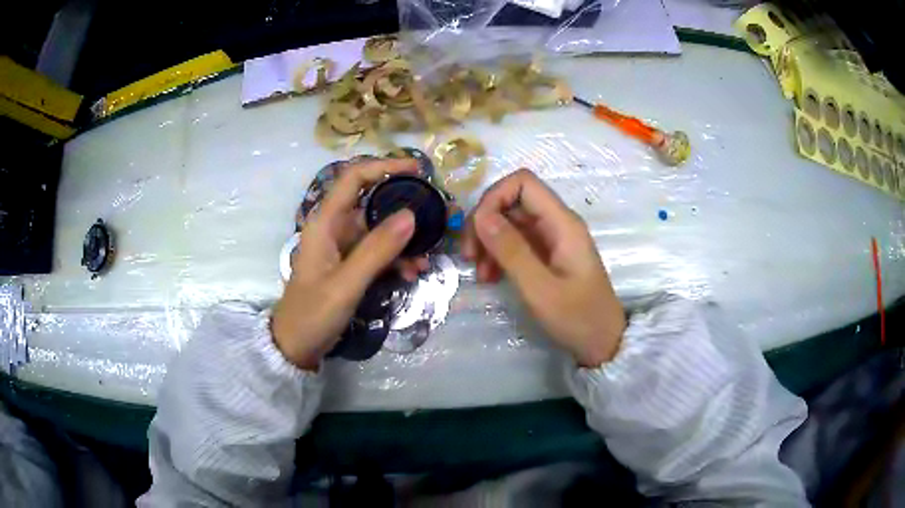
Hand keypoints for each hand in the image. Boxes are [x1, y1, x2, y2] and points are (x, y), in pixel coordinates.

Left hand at [272, 159, 419, 369]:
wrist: (295, 345)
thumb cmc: (313, 313)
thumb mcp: (346, 283)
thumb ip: (377, 250)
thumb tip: (411, 214)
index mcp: (325, 222)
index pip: (355, 178)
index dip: (384, 167)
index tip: (417, 170)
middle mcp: (334, 228)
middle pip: (372, 203)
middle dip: (404, 208)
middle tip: (435, 215)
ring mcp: (342, 247)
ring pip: (379, 230)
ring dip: (404, 241)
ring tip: (426, 258)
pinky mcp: (349, 265)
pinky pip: (378, 252)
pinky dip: (396, 259)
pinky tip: (412, 273)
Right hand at [462, 169, 625, 366]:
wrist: (603, 343)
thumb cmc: (578, 318)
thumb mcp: (540, 289)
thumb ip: (511, 250)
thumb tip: (480, 216)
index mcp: (562, 223)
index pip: (523, 183)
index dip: (494, 197)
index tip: (477, 231)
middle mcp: (557, 223)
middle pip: (512, 201)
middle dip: (485, 222)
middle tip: (469, 255)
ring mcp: (552, 239)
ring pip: (510, 222)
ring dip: (488, 240)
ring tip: (480, 272)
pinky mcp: (547, 255)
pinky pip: (516, 242)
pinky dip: (498, 254)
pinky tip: (490, 276)